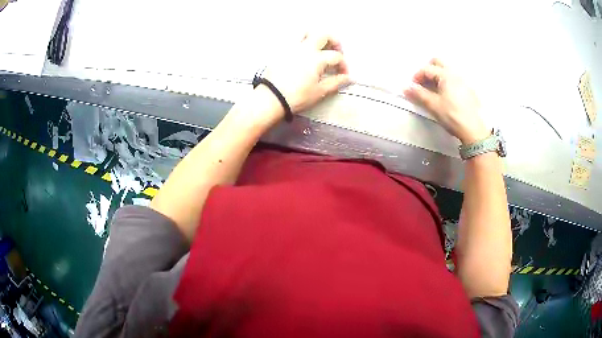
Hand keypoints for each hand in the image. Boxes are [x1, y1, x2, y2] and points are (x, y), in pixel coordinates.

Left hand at [262, 33, 350, 116]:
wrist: (271, 98)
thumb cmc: (297, 97)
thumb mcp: (319, 92)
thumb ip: (335, 82)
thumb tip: (348, 78)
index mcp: (317, 59)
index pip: (336, 56)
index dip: (343, 65)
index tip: (343, 74)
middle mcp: (305, 48)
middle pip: (323, 35)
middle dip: (334, 41)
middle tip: (335, 51)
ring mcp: (292, 47)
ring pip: (305, 31)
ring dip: (314, 35)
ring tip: (318, 45)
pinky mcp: (281, 51)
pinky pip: (291, 38)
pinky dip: (300, 40)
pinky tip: (302, 50)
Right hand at [404, 58, 488, 144]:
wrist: (474, 130)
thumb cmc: (453, 116)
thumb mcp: (433, 105)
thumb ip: (419, 94)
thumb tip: (406, 88)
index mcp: (446, 74)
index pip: (427, 69)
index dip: (417, 76)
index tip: (413, 87)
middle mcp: (456, 73)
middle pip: (438, 62)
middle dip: (428, 69)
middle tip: (423, 83)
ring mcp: (464, 81)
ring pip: (447, 70)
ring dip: (438, 75)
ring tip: (433, 90)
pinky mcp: (469, 90)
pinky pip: (455, 78)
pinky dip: (447, 82)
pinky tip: (446, 95)